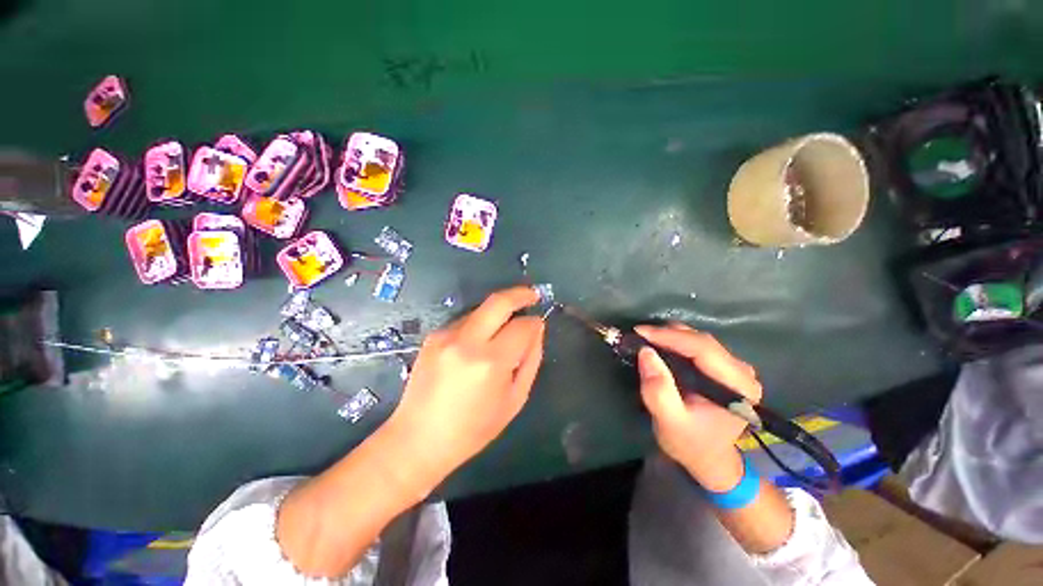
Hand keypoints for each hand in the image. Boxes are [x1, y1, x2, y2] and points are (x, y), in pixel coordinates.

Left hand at [384, 286, 544, 493]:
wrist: (418, 439)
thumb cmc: (473, 429)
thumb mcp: (514, 400)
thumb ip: (531, 360)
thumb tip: (537, 329)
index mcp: (491, 362)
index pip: (522, 326)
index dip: (535, 323)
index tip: (539, 324)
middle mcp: (467, 341)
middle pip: (499, 301)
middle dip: (520, 294)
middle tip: (533, 295)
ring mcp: (446, 335)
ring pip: (482, 308)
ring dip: (498, 311)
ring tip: (505, 327)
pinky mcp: (434, 336)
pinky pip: (466, 320)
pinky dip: (480, 323)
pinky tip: (480, 342)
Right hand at [635, 323, 761, 491]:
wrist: (708, 459)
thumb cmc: (690, 443)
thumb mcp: (669, 421)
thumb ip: (658, 390)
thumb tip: (646, 352)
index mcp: (738, 386)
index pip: (703, 349)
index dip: (670, 336)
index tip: (640, 332)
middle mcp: (742, 372)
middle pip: (702, 341)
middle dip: (667, 334)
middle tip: (638, 335)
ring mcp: (735, 369)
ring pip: (699, 340)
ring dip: (670, 337)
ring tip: (646, 340)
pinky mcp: (725, 368)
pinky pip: (697, 346)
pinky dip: (675, 343)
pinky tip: (660, 347)